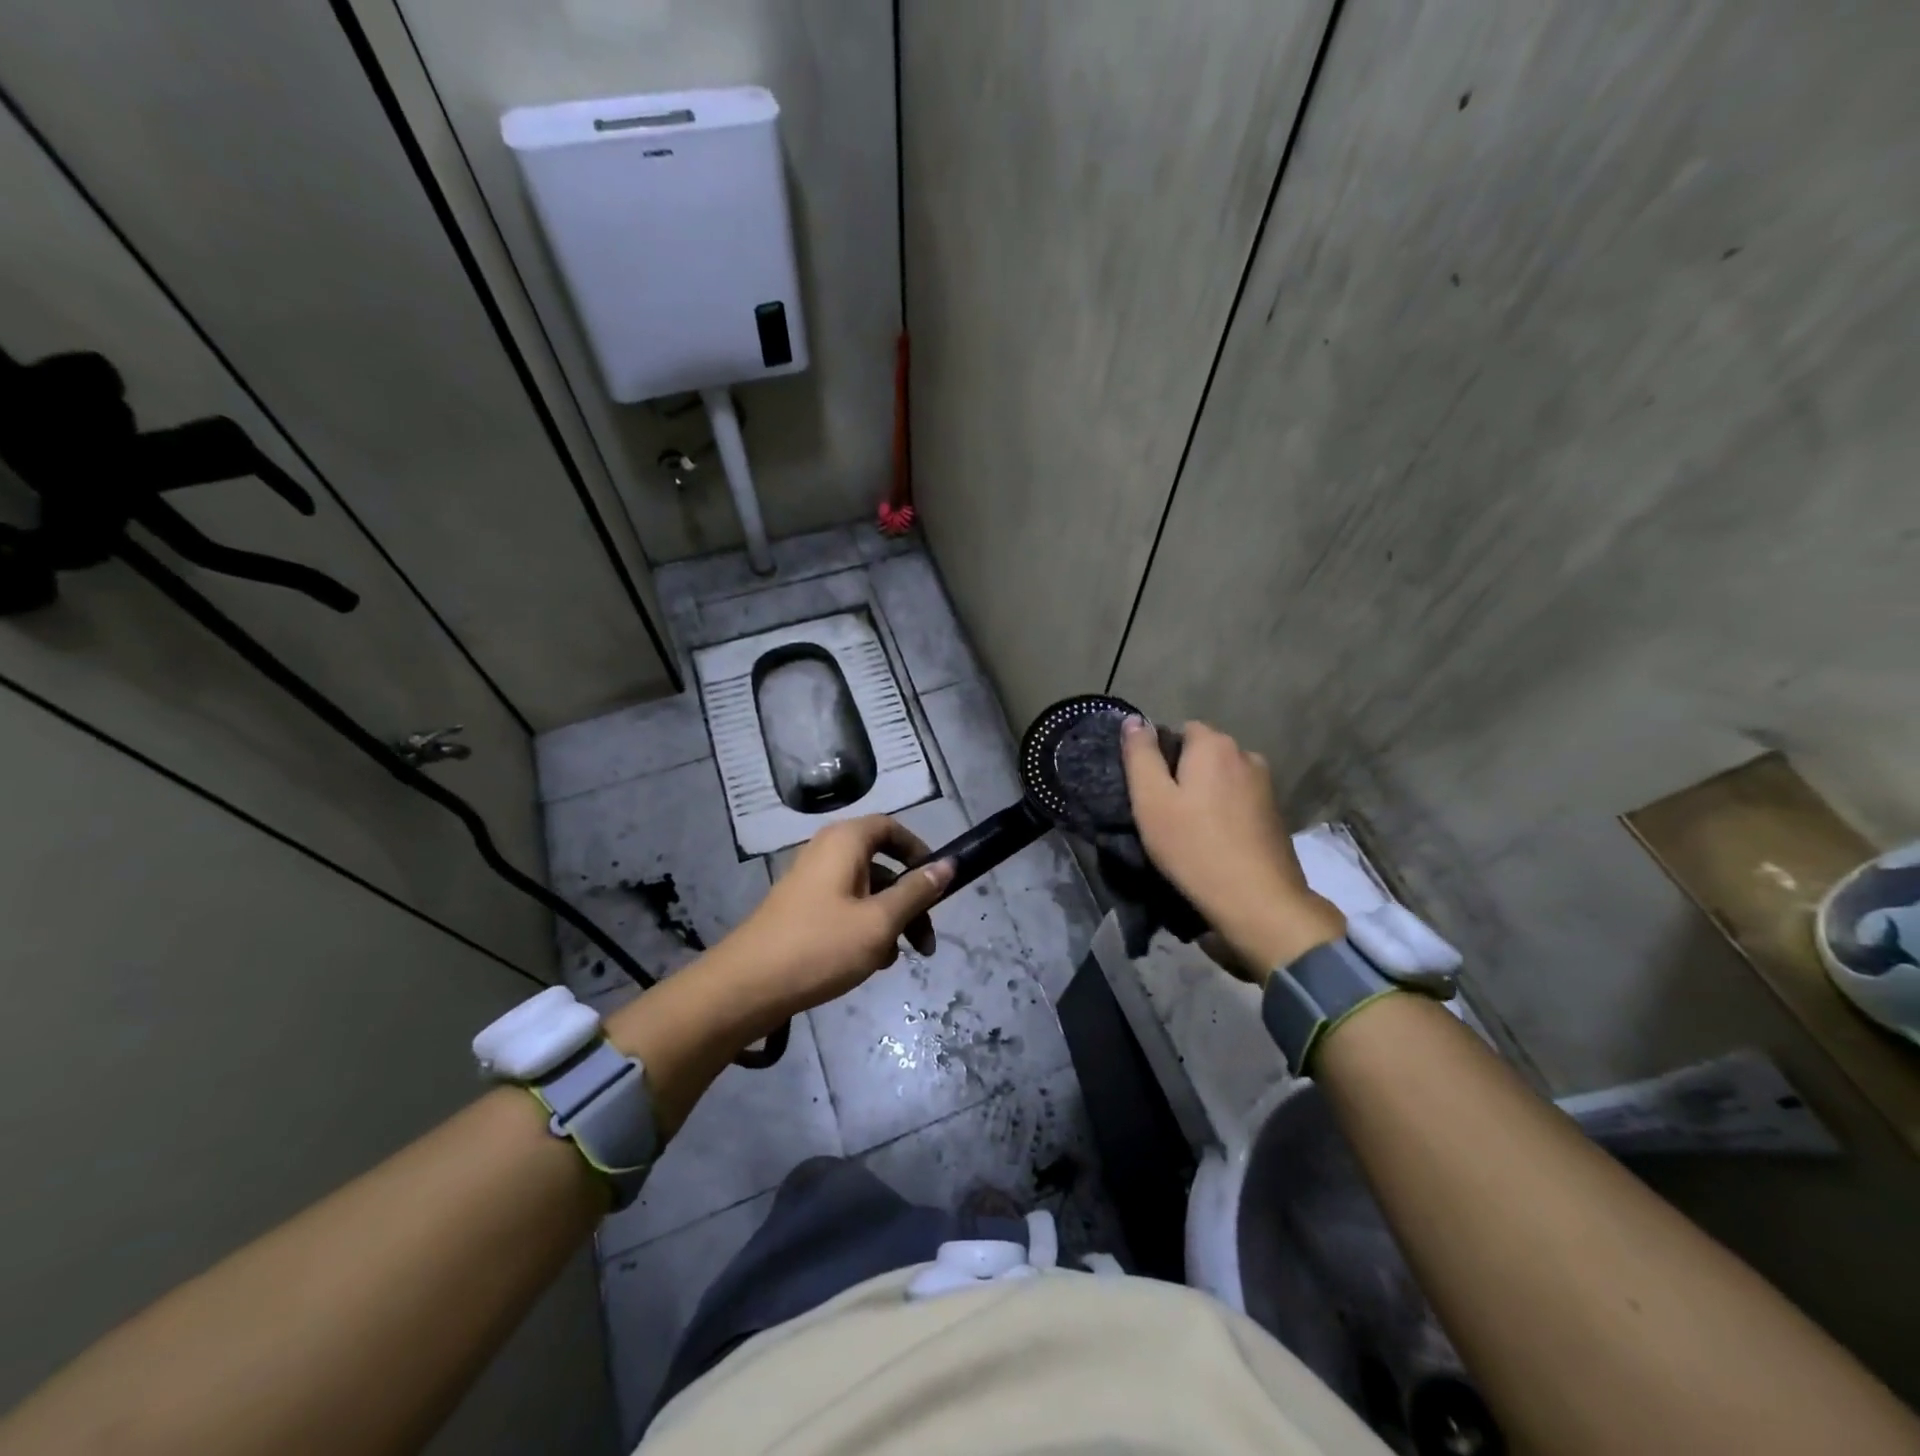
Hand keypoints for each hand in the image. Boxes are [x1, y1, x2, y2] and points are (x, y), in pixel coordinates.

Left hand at [708, 815, 954, 1017]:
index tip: (937, 883)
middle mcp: (826, 852)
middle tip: (926, 942)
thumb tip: (949, 864)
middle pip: (882, 865)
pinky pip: (844, 909)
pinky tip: (870, 963)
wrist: (747, 986)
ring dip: (889, 921)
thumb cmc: (821, 946)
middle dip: (910, 902)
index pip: (891, 828)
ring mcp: (810, 882)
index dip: (918, 851)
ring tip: (896, 958)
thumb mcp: (880, 921)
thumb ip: (917, 891)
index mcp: (845, 842)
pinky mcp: (801, 910)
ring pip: (865, 892)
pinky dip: (864, 929)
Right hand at [1121, 717, 1344, 976]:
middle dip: (1183, 774)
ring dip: (1205, 794)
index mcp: (1214, 745)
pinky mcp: (1276, 814)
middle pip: (1203, 753)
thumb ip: (1140, 756)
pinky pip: (1239, 800)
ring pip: (1222, 778)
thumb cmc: (1194, 847)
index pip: (1179, 730)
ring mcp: (1266, 785)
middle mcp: (1246, 755)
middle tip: (1163, 813)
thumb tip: (1134, 720)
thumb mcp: (1151, 801)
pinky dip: (1224, 813)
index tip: (1148, 791)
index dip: (1159, 756)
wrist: (1258, 901)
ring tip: (1188, 830)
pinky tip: (1214, 841)